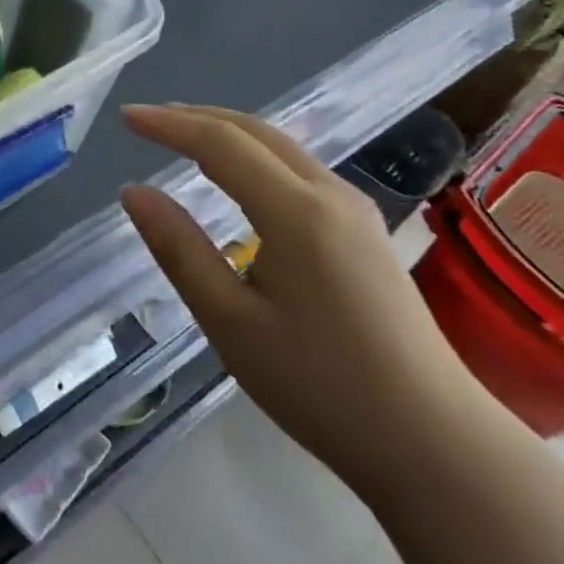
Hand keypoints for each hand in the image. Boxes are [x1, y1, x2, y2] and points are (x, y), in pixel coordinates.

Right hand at [118, 104, 489, 496]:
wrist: (438, 447)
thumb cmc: (321, 387)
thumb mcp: (230, 322)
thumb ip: (179, 249)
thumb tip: (134, 192)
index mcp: (296, 212)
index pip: (220, 143)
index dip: (168, 125)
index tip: (126, 117)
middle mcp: (331, 195)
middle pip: (255, 131)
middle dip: (196, 117)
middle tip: (147, 120)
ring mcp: (356, 212)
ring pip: (281, 147)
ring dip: (227, 132)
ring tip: (182, 138)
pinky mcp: (367, 233)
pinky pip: (299, 169)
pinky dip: (255, 155)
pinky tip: (239, 176)